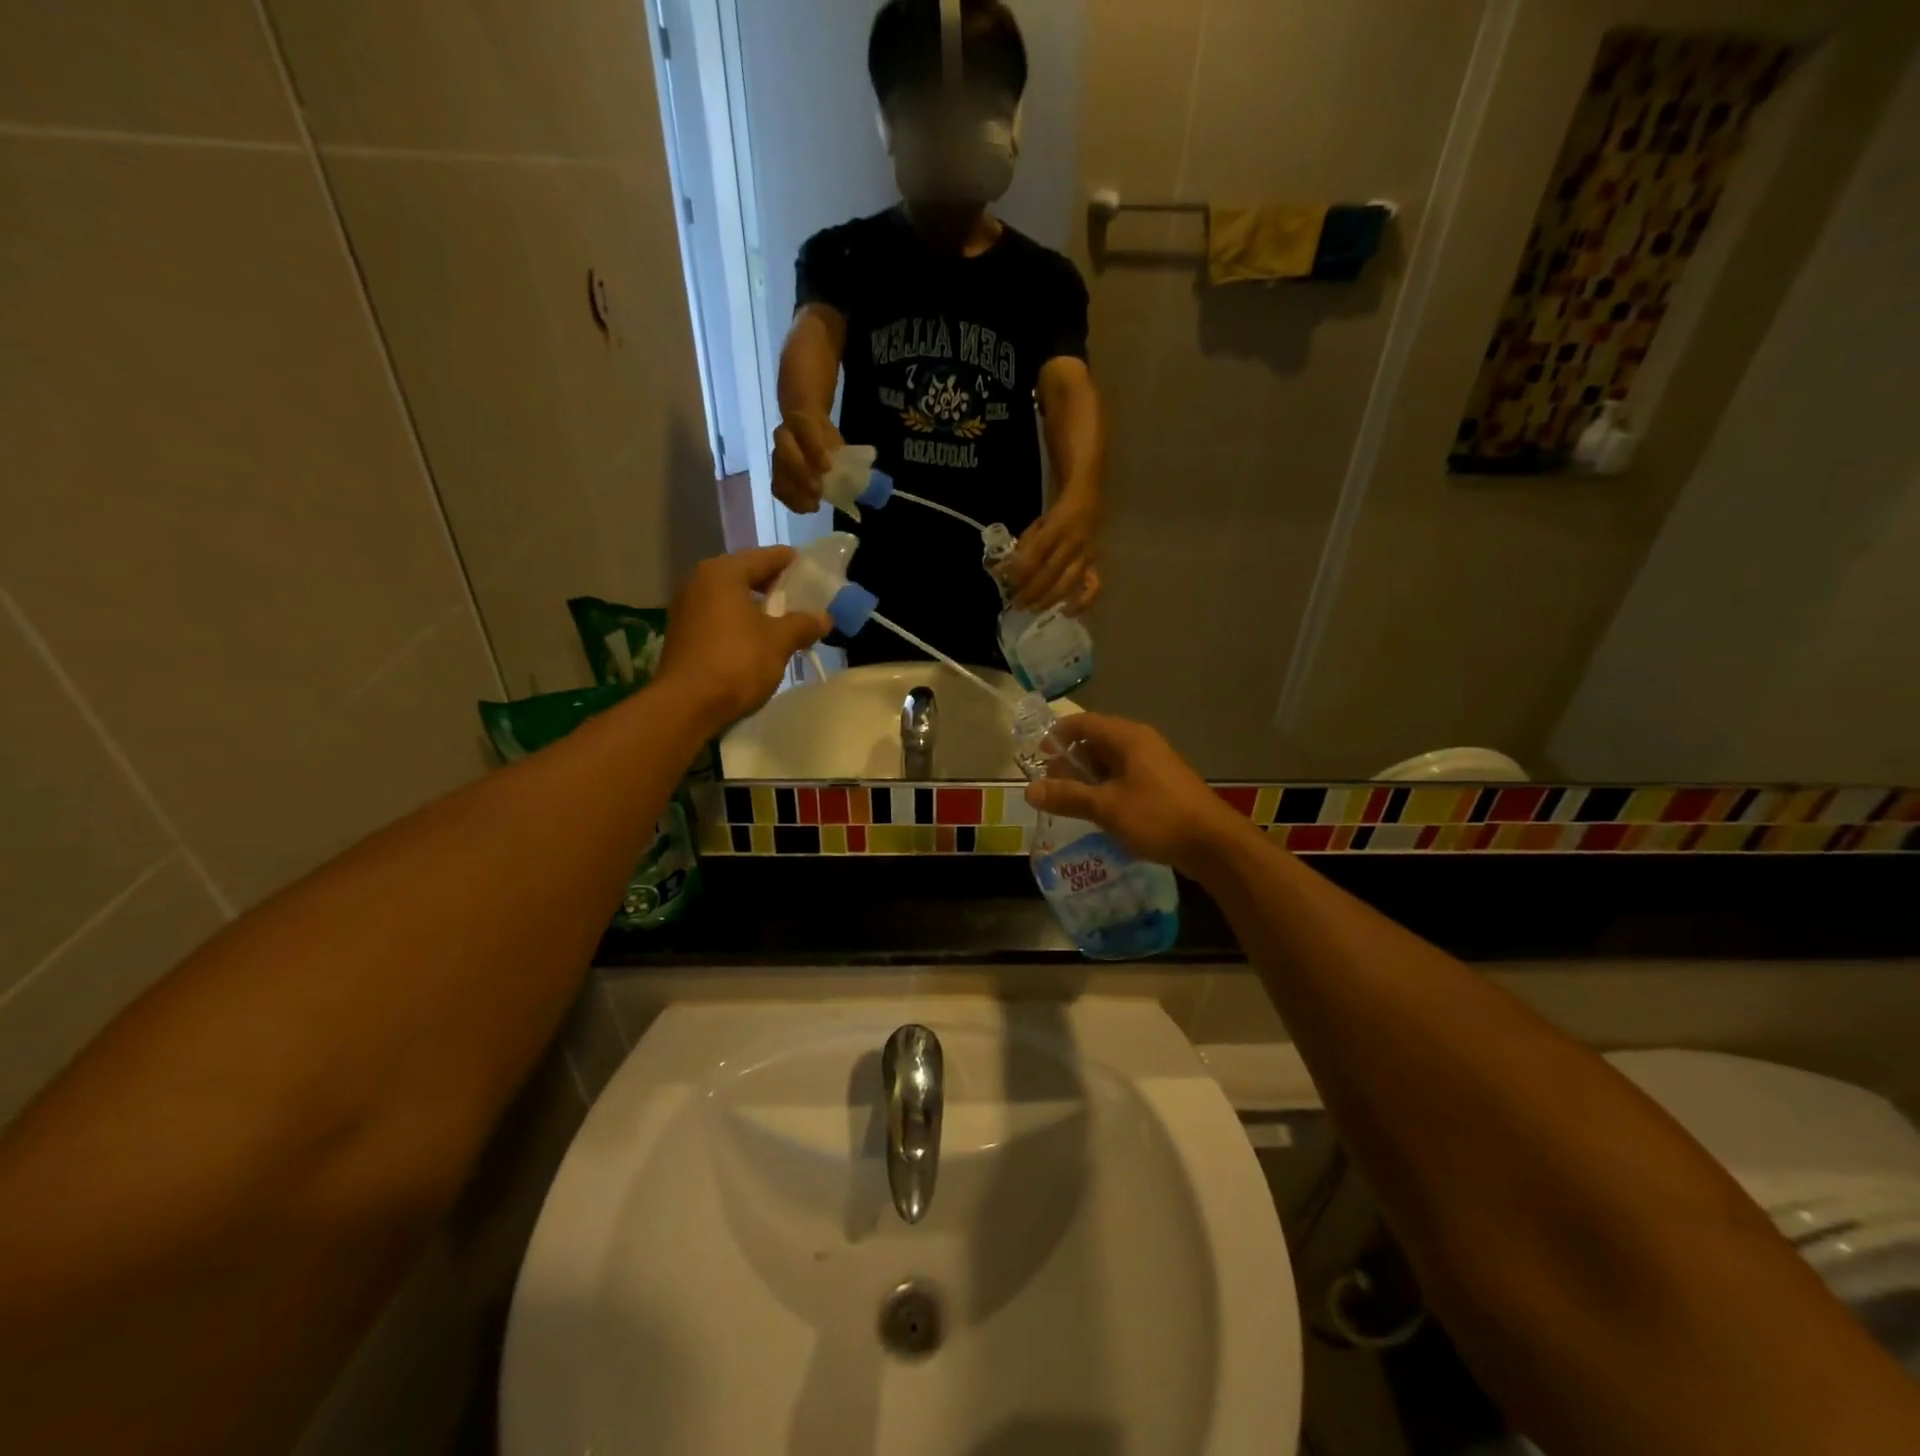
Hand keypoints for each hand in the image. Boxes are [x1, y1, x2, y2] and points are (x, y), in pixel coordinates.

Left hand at [656, 547, 829, 730]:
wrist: (686, 705)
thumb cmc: (736, 662)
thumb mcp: (779, 641)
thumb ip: (803, 624)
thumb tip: (824, 618)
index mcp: (723, 573)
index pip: (765, 557)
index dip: (791, 562)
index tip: (811, 568)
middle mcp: (699, 582)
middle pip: (746, 575)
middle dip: (774, 586)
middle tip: (801, 597)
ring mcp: (687, 609)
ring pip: (731, 598)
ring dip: (757, 607)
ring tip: (783, 621)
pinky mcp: (683, 635)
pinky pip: (719, 617)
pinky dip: (740, 622)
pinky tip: (757, 640)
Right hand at [771, 412, 842, 513]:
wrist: (805, 427)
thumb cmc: (824, 436)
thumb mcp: (835, 438)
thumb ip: (842, 454)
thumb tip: (862, 479)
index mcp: (802, 420)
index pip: (805, 430)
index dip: (814, 449)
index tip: (827, 468)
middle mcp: (785, 435)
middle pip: (785, 452)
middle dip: (800, 474)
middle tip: (817, 491)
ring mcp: (777, 453)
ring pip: (779, 472)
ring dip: (795, 492)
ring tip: (813, 506)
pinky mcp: (776, 471)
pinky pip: (778, 487)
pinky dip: (791, 500)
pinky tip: (805, 508)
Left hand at [1008, 490, 1098, 609]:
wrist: (1088, 502)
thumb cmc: (1056, 516)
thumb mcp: (1036, 525)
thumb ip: (1022, 548)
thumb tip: (1003, 572)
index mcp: (1056, 527)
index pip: (1036, 554)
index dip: (1020, 572)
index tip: (1007, 585)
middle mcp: (1073, 543)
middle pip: (1050, 573)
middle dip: (1031, 592)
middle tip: (1016, 604)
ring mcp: (1087, 556)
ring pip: (1068, 584)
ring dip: (1048, 600)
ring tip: (1033, 609)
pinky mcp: (1096, 566)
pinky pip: (1092, 588)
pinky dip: (1081, 603)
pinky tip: (1066, 612)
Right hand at [1024, 714, 1254, 876]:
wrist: (1214, 844)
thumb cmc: (1158, 816)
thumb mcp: (1106, 807)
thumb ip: (1067, 797)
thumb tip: (1029, 790)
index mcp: (1128, 738)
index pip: (1083, 723)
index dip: (1057, 736)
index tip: (1037, 756)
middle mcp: (1141, 744)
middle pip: (1096, 742)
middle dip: (1070, 762)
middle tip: (1050, 786)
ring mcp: (1154, 766)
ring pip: (1111, 763)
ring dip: (1087, 779)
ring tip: (1069, 802)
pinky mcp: (1162, 787)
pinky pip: (1125, 779)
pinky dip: (1106, 790)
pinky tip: (1097, 814)